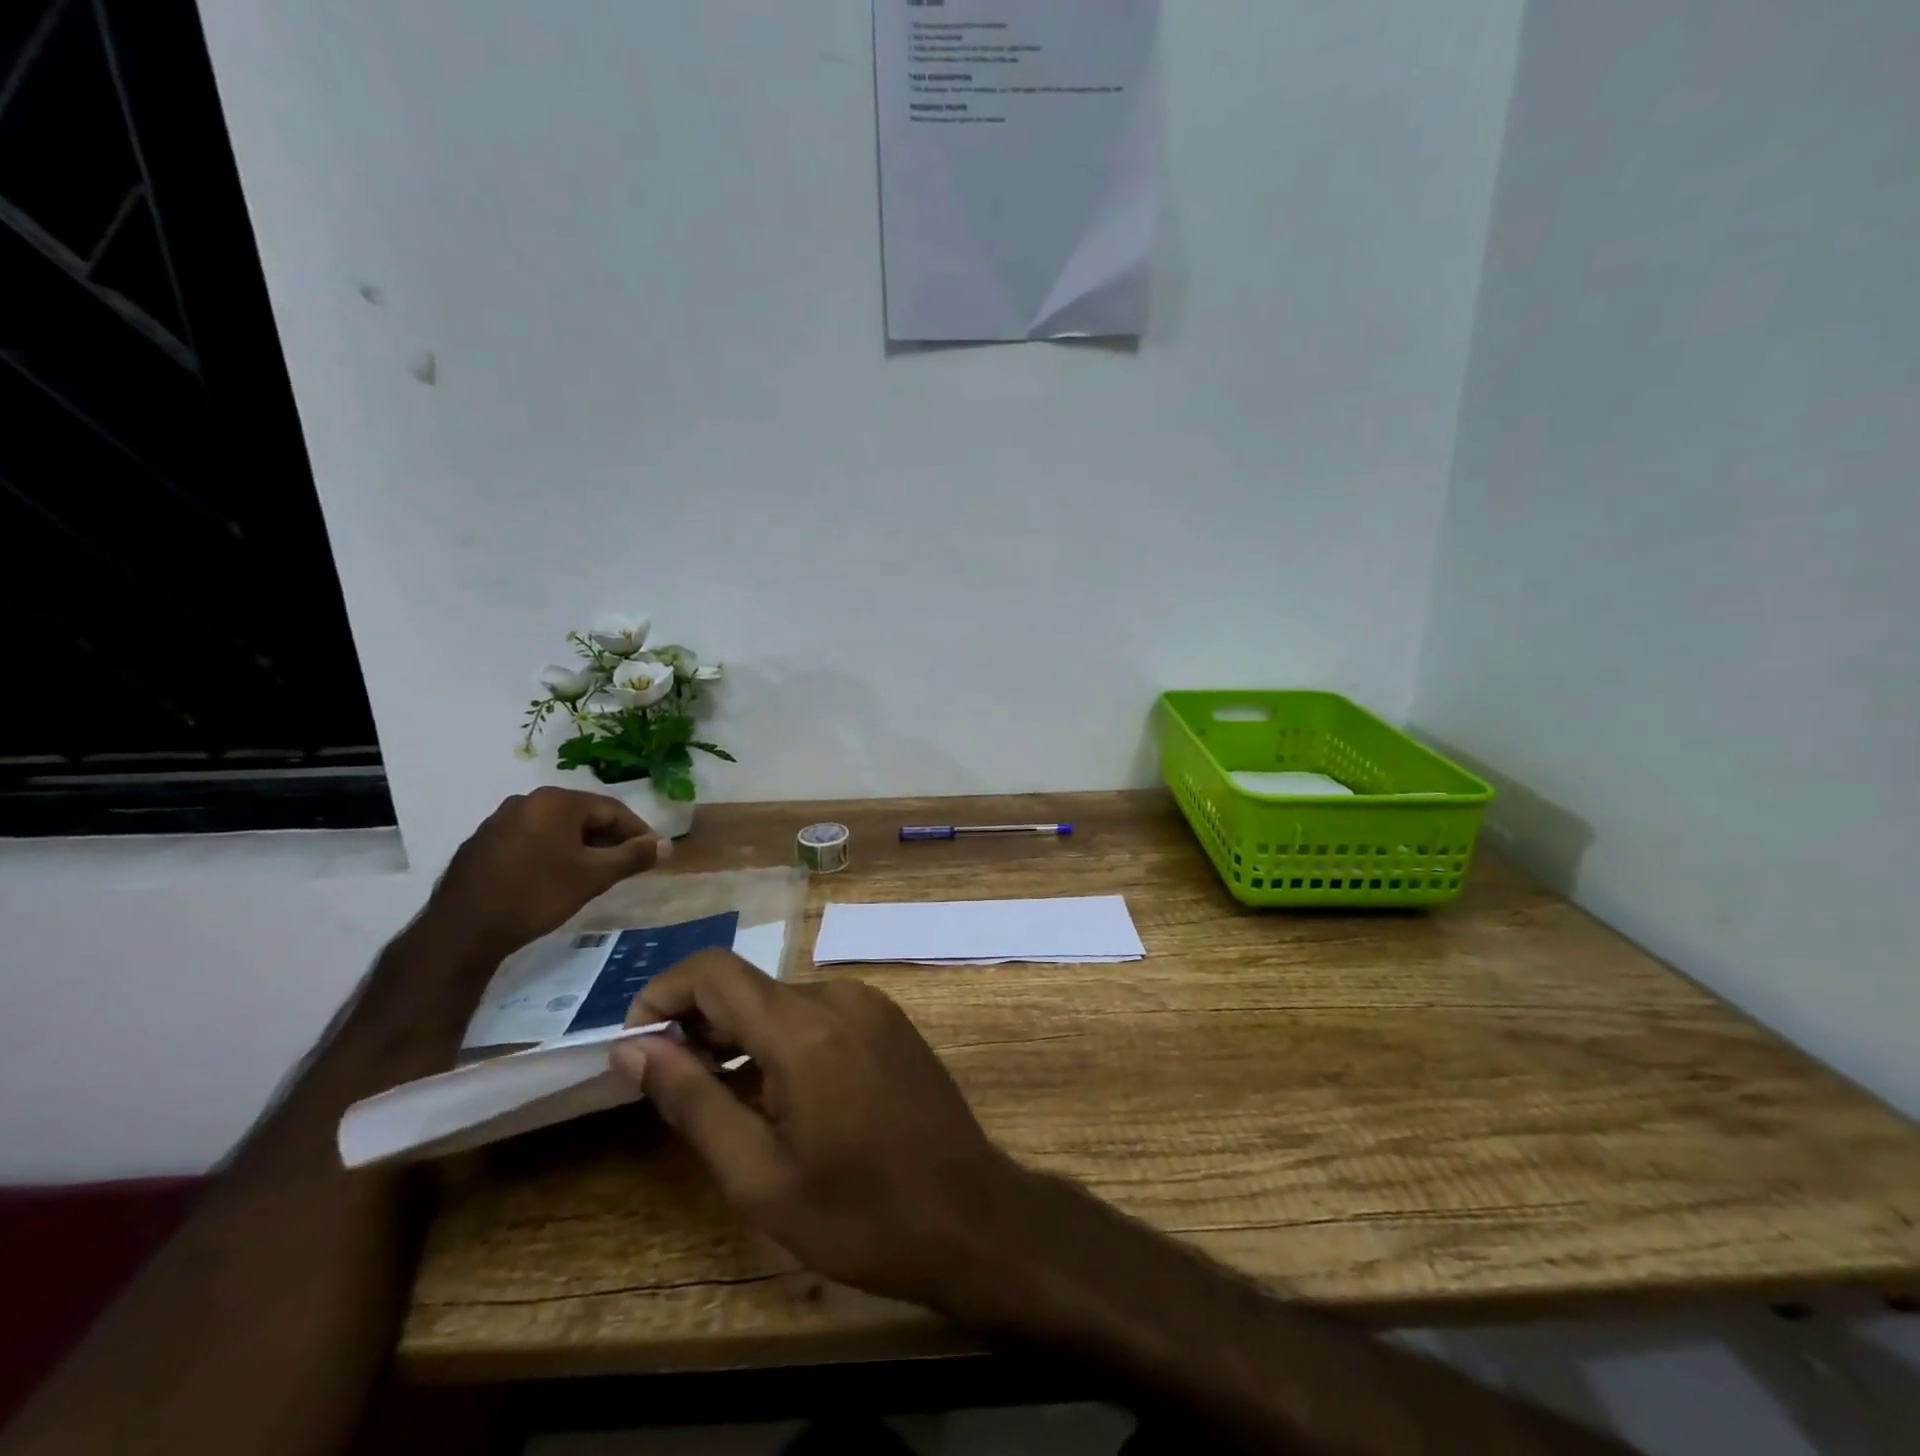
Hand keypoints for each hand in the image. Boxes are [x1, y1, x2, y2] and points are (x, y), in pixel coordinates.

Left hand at [421, 787, 667, 967]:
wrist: (462, 931)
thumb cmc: (536, 896)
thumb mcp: (594, 876)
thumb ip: (633, 856)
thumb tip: (666, 845)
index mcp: (556, 801)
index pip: (611, 809)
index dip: (638, 831)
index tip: (653, 854)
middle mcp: (527, 800)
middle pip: (583, 815)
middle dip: (609, 838)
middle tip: (627, 864)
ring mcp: (500, 820)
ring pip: (556, 828)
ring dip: (581, 846)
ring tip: (595, 873)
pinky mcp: (482, 843)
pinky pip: (531, 839)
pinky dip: (552, 852)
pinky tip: (556, 877)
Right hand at [610, 950, 1026, 1307]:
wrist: (970, 1216)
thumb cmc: (859, 1212)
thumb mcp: (759, 1176)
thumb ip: (692, 1101)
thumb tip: (634, 1047)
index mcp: (805, 1026)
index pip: (714, 971)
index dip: (663, 994)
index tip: (637, 1047)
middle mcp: (840, 996)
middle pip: (749, 987)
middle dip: (698, 1025)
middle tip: (672, 1090)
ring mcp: (872, 1005)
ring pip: (783, 1002)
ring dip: (741, 1036)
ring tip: (723, 1100)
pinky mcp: (891, 1022)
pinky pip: (820, 1015)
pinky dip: (784, 1040)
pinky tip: (781, 1096)